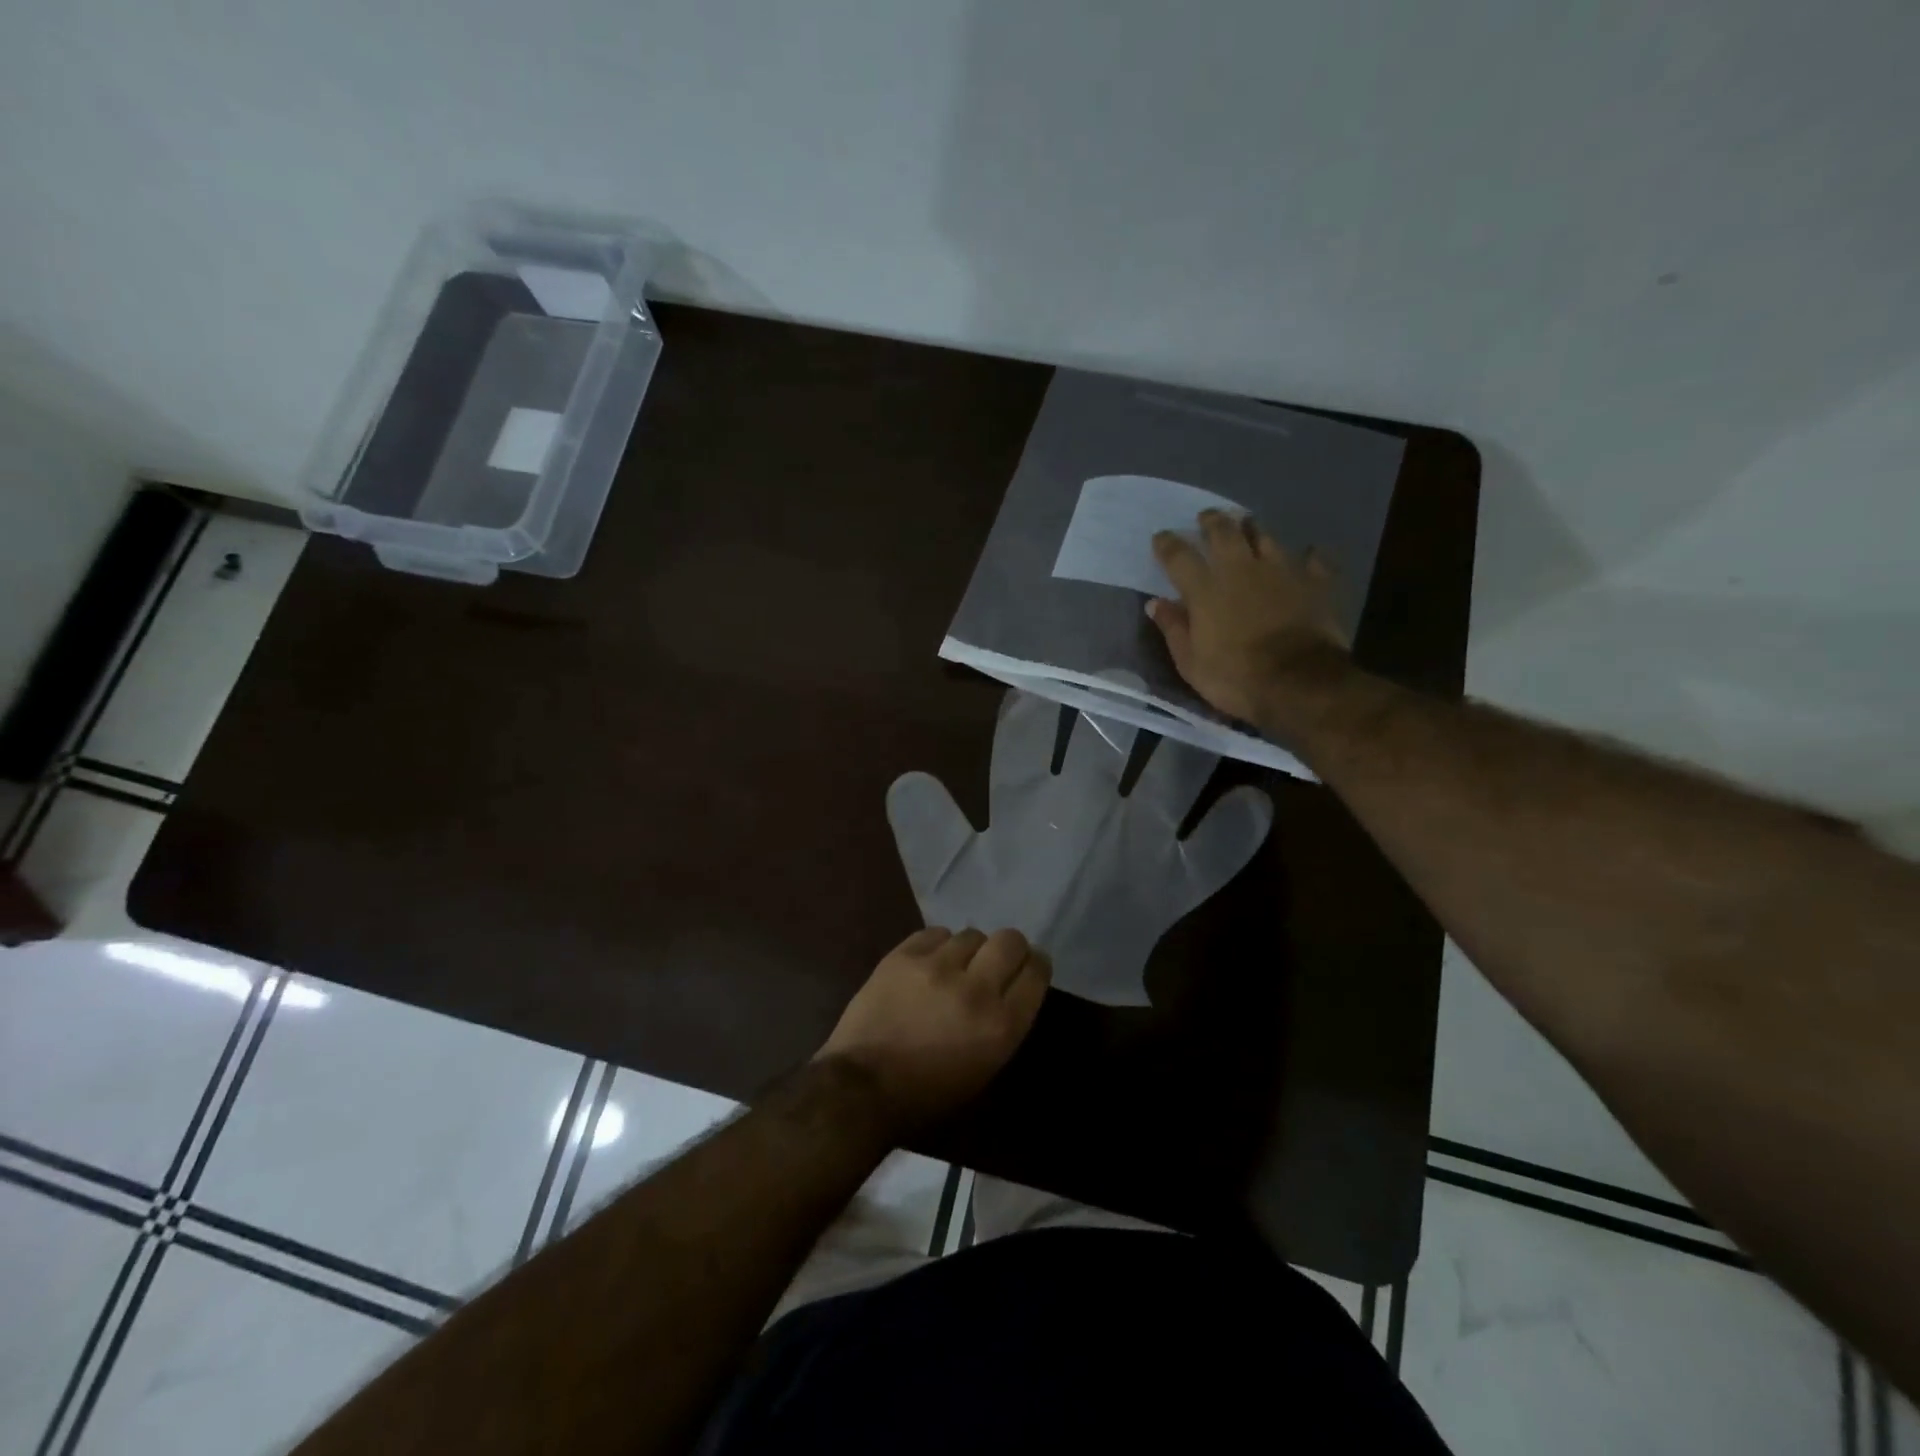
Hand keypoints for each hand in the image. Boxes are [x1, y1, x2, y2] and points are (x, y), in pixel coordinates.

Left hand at [817, 927, 1049, 1133]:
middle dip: (1009, 948)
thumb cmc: (928, 1093)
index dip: (1035, 965)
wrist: (862, 1087)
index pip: (1036, 972)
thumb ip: (1004, 1023)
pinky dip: (938, 945)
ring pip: (972, 934)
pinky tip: (929, 963)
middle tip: (996, 961)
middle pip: (1010, 941)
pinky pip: (935, 933)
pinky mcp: (904, 955)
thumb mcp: (984, 1068)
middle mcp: (975, 988)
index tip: (1028, 967)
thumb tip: (1010, 987)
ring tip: (954, 966)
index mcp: (1001, 1025)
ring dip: (969, 950)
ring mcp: (937, 967)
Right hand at [1147, 509, 1350, 729]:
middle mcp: (1241, 569)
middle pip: (1224, 533)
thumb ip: (1173, 628)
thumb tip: (1155, 603)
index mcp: (1205, 589)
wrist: (1299, 683)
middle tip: (1207, 517)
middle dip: (1212, 522)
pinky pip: (1313, 561)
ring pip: (1266, 537)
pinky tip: (1308, 554)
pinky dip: (1308, 557)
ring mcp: (1281, 572)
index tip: (1160, 537)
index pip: (1179, 556)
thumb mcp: (1190, 662)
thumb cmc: (1234, 677)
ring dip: (1254, 529)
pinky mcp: (1315, 583)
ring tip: (1248, 524)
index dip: (1167, 544)